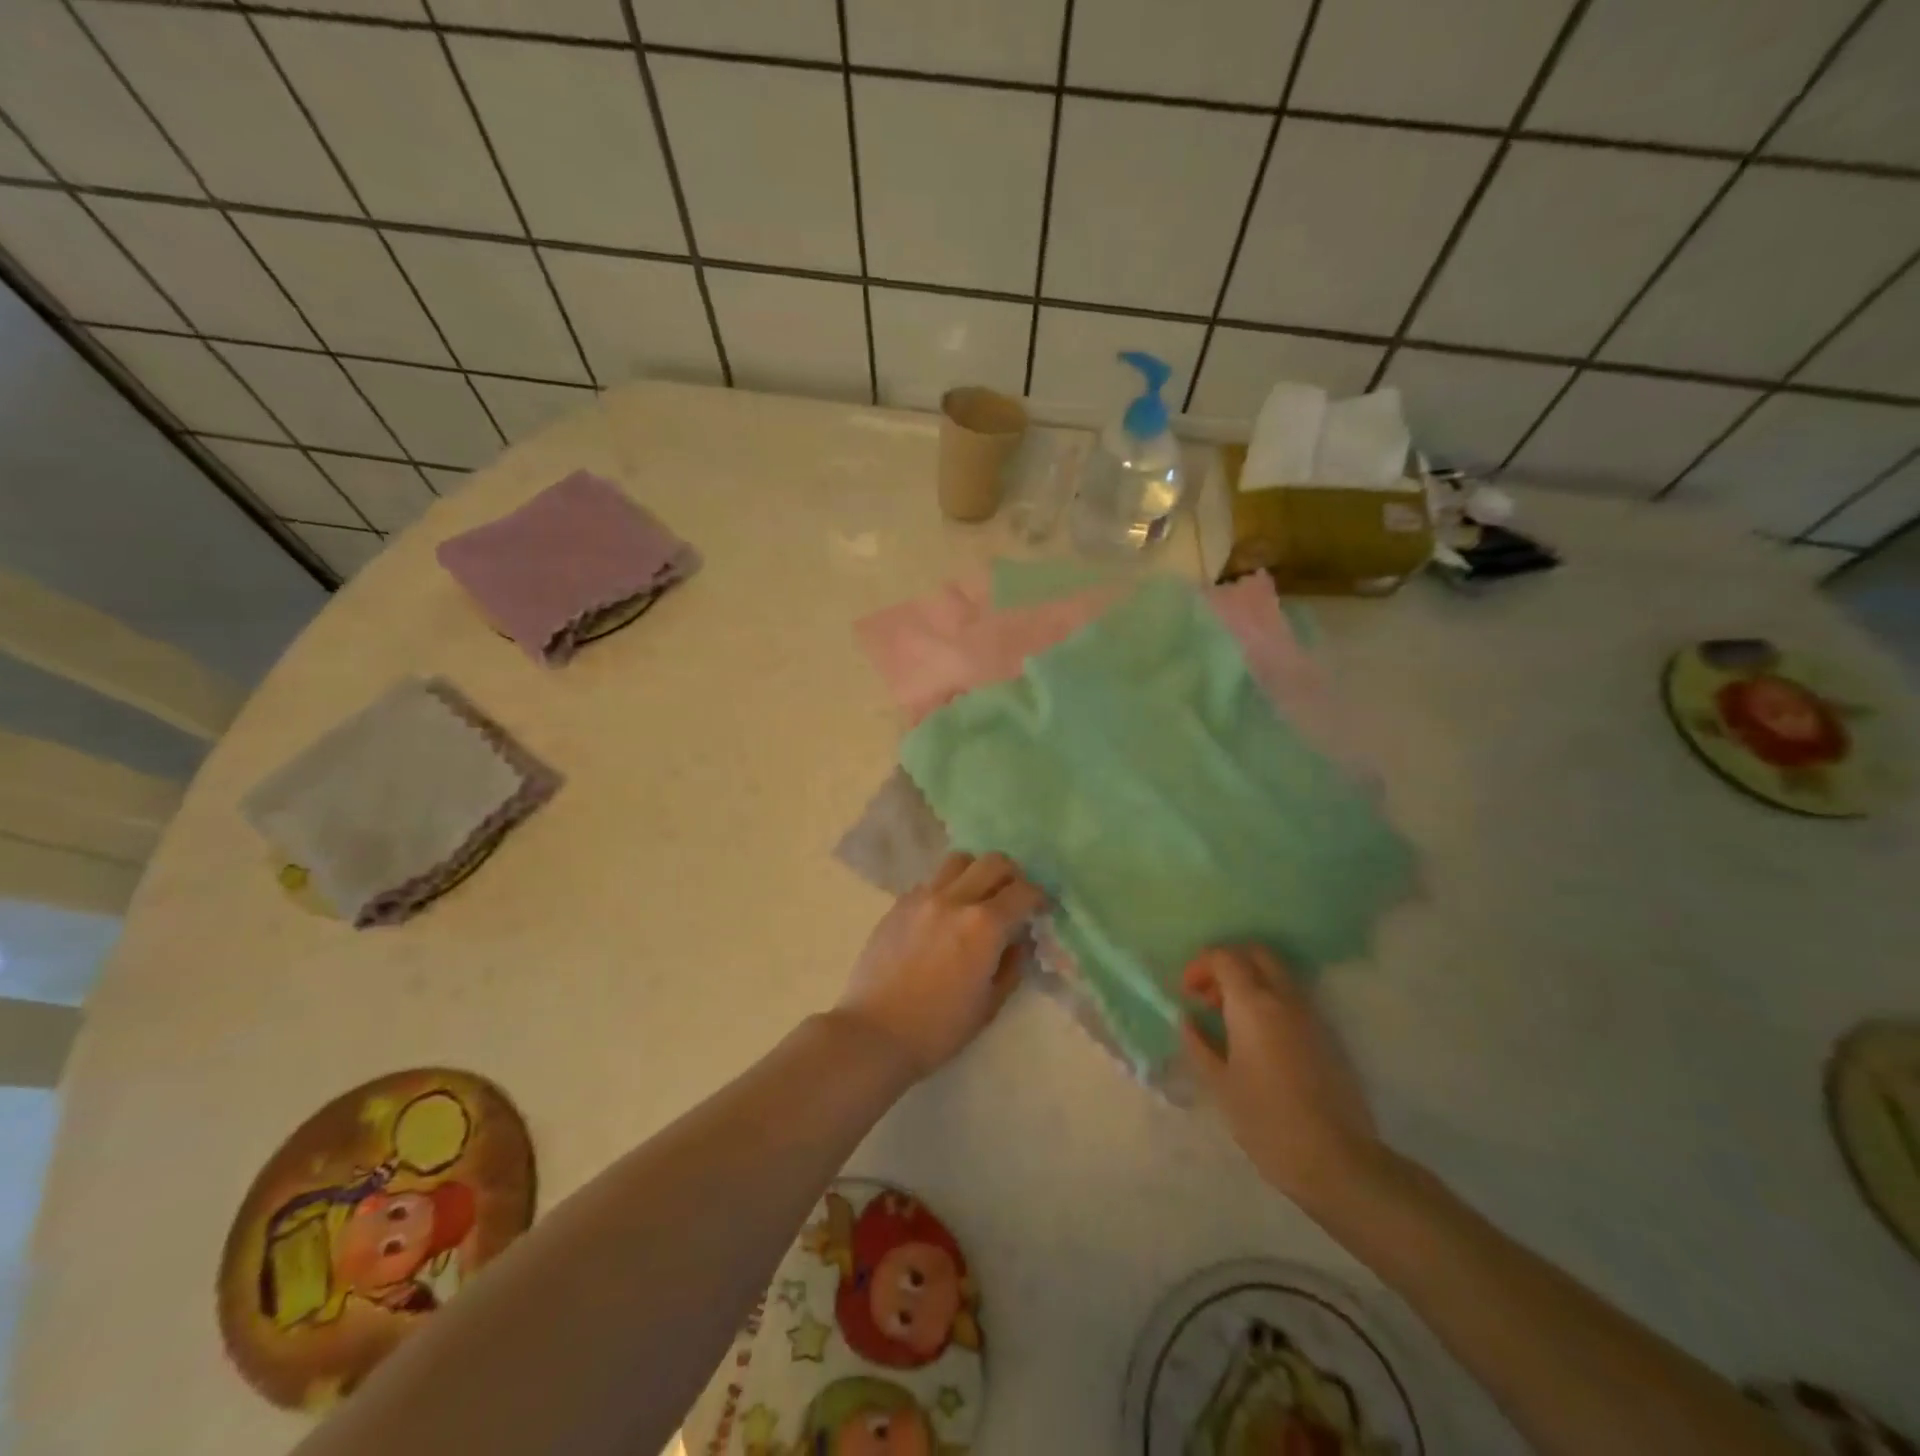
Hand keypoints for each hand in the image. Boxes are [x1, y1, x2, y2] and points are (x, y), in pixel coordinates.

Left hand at [837, 851, 1046, 1078]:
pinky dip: (946, 889)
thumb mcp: (989, 1004)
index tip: (1040, 909)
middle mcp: (955, 899)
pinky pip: (931, 881)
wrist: (875, 1033)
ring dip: (976, 873)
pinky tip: (943, 916)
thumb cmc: (939, 1028)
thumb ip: (1012, 965)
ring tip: (976, 898)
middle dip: (1012, 875)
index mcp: (984, 925)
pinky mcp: (899, 904)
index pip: (1023, 891)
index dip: (1039, 897)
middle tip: (1012, 898)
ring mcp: (922, 897)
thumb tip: (1019, 940)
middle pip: (993, 862)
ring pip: (959, 861)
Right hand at [1181, 945, 1381, 1207]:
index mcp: (1253, 1004)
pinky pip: (1292, 998)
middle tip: (1208, 995)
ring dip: (1249, 982)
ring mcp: (1310, 1015)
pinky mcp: (1326, 1035)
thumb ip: (1199, 1044)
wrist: (1336, 1161)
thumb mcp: (1220, 1084)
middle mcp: (1284, 998)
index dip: (1200, 966)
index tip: (1187, 993)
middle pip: (1256, 954)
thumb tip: (1188, 1021)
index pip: (1225, 957)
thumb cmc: (1266, 1121)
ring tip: (1228, 1018)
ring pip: (1277, 974)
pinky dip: (1269, 1000)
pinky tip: (1256, 1038)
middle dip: (1228, 963)